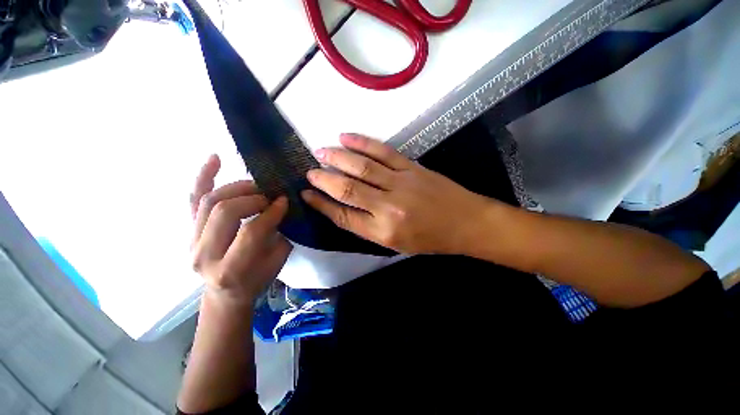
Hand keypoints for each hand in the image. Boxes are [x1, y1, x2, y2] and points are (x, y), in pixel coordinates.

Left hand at [190, 155, 291, 304]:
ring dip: (238, 188)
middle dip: (254, 198)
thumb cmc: (257, 278)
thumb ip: (280, 233)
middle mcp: (203, 255)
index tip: (284, 201)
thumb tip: (283, 205)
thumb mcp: (277, 260)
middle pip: (225, 212)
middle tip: (270, 196)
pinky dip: (204, 176)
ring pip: (209, 201)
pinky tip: (215, 158)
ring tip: (256, 186)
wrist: (226, 291)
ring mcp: (190, 241)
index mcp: (230, 270)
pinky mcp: (188, 230)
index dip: (271, 212)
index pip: (251, 231)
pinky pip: (192, 198)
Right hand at [301, 134, 493, 254]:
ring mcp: (401, 183)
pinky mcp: (411, 167)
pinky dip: (362, 143)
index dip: (322, 204)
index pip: (343, 216)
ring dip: (338, 157)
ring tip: (320, 151)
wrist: (465, 223)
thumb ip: (367, 227)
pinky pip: (383, 152)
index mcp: (383, 232)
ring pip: (362, 167)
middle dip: (324, 179)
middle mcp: (388, 207)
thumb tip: (341, 209)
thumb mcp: (395, 244)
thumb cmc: (430, 239)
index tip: (307, 194)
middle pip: (348, 189)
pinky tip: (346, 137)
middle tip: (309, 171)